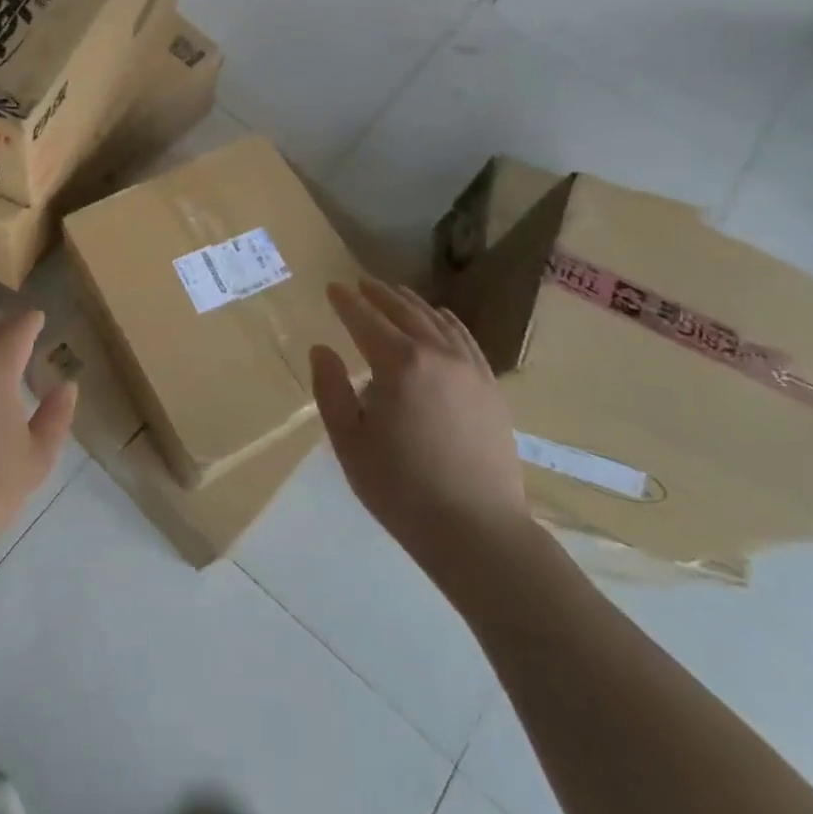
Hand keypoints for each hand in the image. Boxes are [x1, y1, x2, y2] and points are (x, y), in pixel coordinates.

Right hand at [311, 280, 529, 559]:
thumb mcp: (350, 442)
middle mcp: (437, 355)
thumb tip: (322, 349)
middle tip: (360, 283)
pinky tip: (441, 318)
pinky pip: (466, 340)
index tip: (332, 287)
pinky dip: (448, 322)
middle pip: (403, 312)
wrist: (477, 530)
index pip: (366, 320)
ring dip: (411, 303)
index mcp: (399, 365)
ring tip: (395, 292)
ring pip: (436, 321)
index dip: (346, 302)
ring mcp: (469, 369)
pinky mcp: (490, 388)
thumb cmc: (402, 489)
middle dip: (379, 295)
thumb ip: (331, 389)